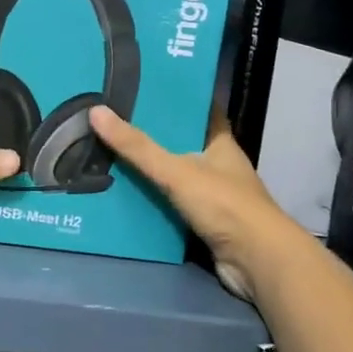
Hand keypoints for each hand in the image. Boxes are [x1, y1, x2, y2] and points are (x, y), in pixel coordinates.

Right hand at [88, 106, 299, 301]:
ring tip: (109, 155)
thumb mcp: (176, 171)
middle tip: (113, 122)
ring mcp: (213, 195)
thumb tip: (96, 111)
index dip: (176, 100)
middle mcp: (218, 165)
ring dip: (149, 171)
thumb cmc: (224, 205)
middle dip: (152, 136)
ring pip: (175, 176)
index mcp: (220, 143)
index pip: (199, 111)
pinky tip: (124, 195)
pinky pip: (172, 205)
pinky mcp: (205, 223)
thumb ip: (137, 147)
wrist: (256, 261)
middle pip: (181, 143)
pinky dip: (152, 201)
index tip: (144, 89)